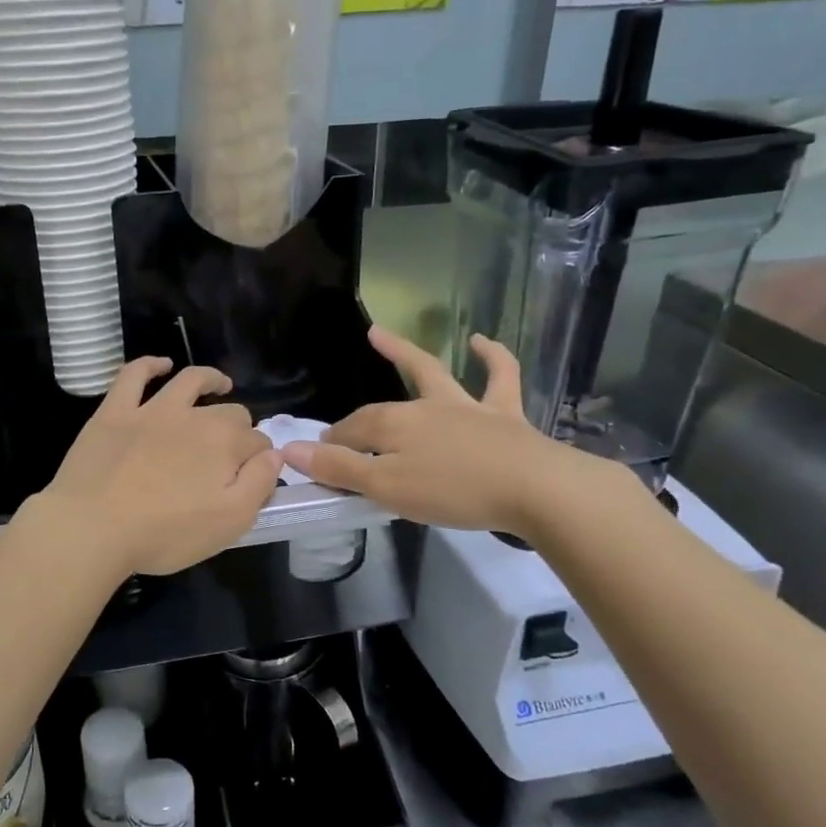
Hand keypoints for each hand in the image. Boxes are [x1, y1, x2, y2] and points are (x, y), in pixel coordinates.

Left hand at [36, 358, 282, 576]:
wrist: (92, 527)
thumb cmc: (164, 534)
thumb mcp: (229, 523)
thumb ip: (258, 485)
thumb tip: (274, 455)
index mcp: (225, 444)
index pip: (258, 443)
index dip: (260, 459)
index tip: (252, 476)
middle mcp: (194, 417)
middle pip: (229, 412)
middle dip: (239, 425)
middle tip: (232, 447)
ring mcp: (152, 410)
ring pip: (189, 381)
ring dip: (210, 379)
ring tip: (219, 383)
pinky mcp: (115, 411)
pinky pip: (134, 375)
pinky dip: (150, 364)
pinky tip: (160, 364)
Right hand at [284, 327, 605, 537]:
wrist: (534, 488)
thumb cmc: (453, 491)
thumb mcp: (387, 488)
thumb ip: (339, 469)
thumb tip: (291, 451)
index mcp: (394, 426)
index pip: (351, 434)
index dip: (333, 450)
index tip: (321, 467)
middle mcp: (425, 408)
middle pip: (381, 410)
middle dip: (356, 420)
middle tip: (338, 430)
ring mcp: (466, 407)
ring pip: (432, 374)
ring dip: (404, 355)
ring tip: (380, 336)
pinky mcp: (504, 415)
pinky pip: (500, 377)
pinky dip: (492, 357)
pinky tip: (482, 342)